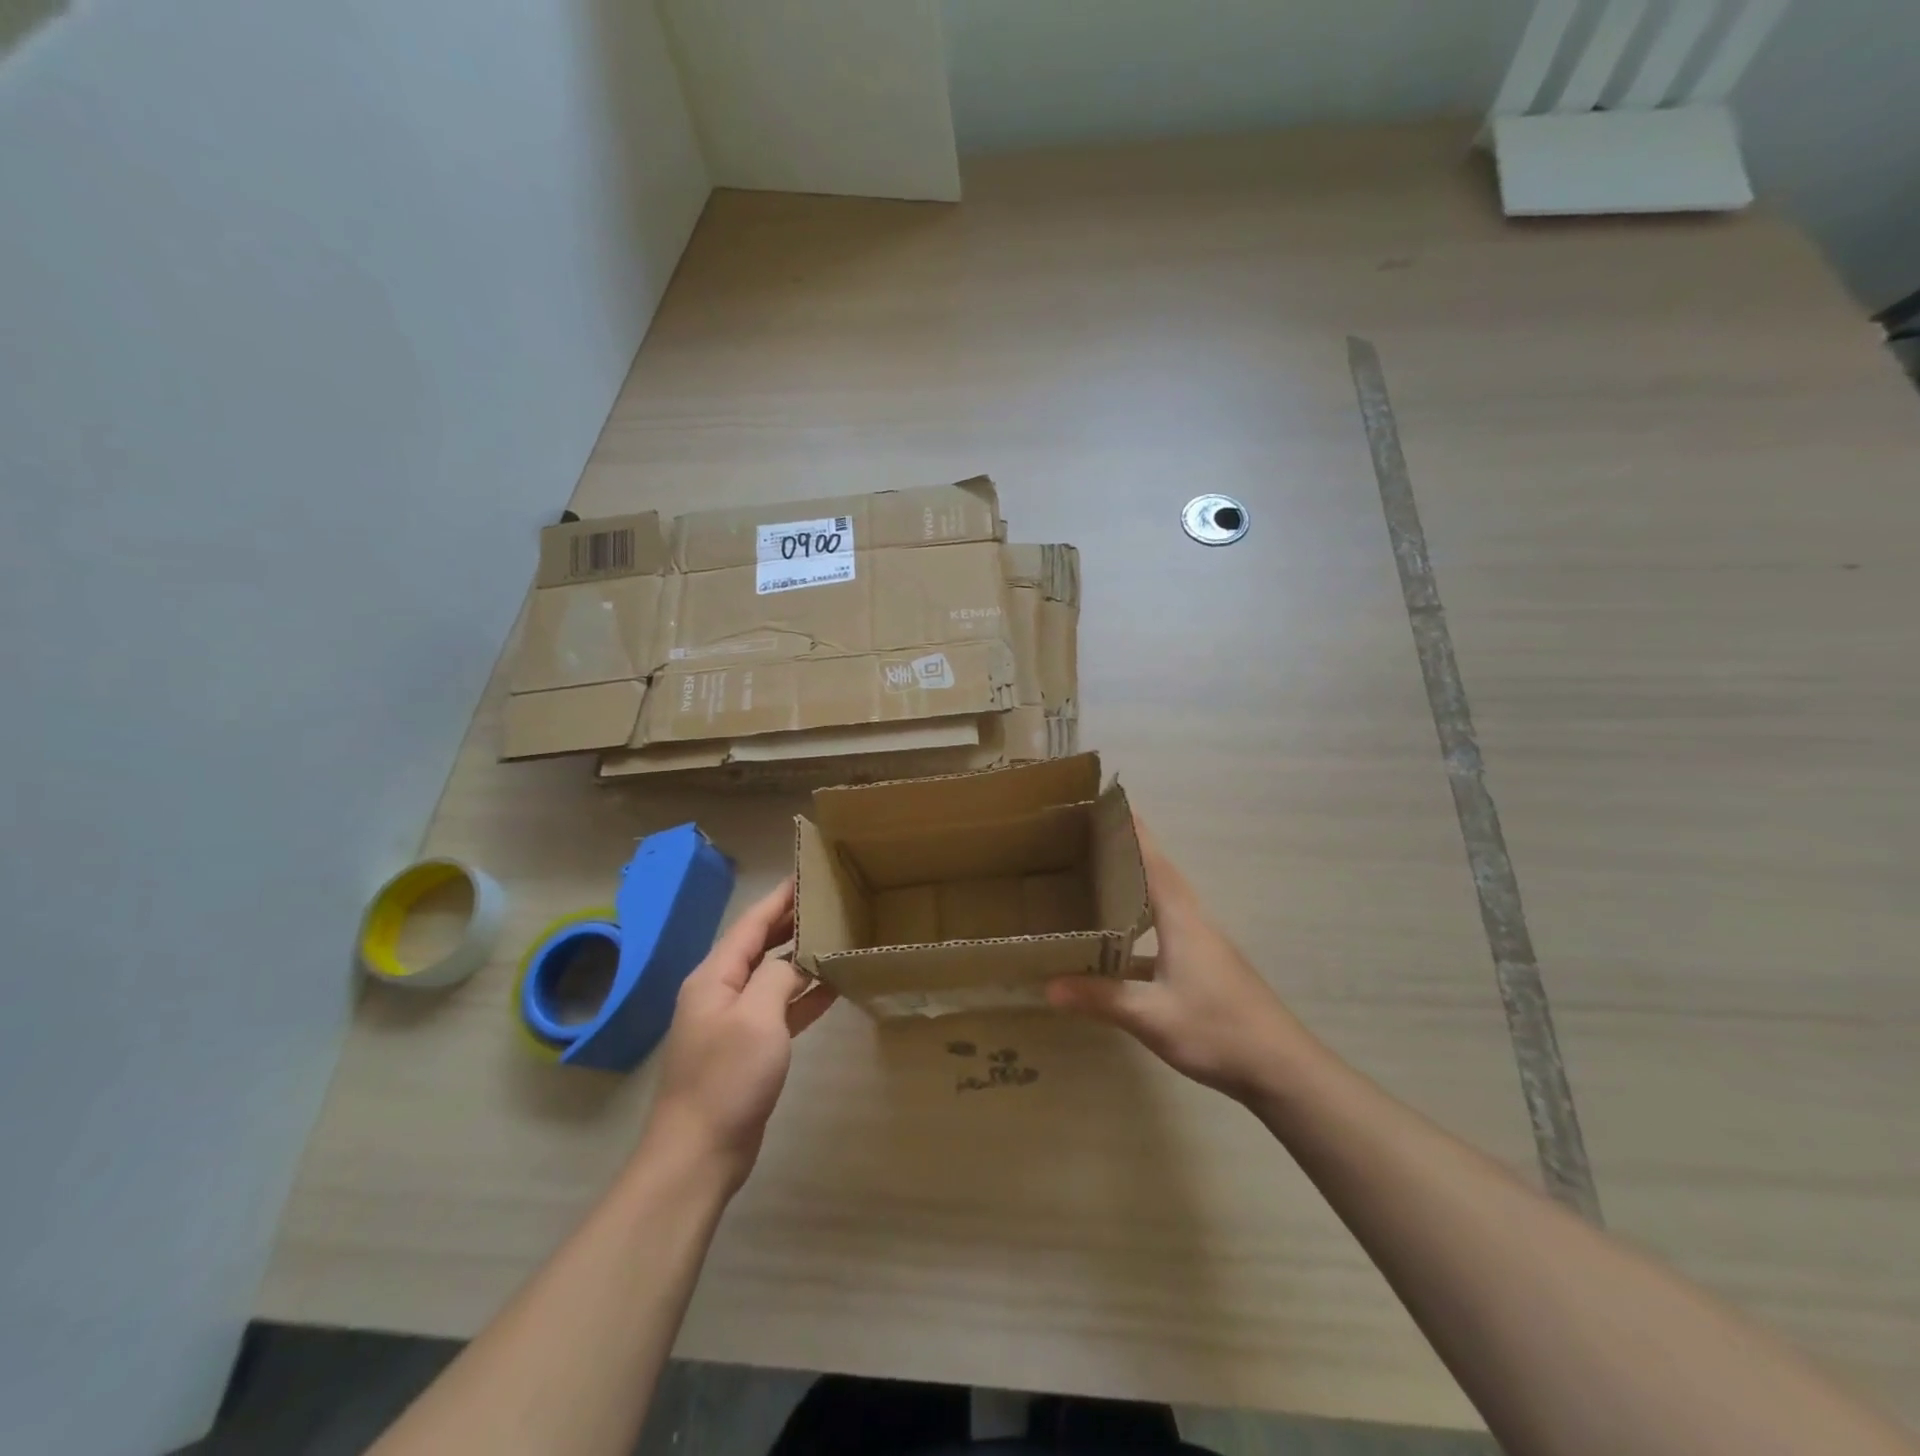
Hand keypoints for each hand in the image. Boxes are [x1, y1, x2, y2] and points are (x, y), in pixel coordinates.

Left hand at [644, 879, 836, 1189]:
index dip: (779, 898)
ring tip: (836, 936)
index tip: (807, 874)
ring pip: (771, 976)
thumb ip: (777, 976)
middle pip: (759, 945)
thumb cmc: (726, 1078)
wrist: (698, 1154)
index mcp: (714, 976)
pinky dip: (803, 995)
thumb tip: (794, 958)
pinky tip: (832, 987)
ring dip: (800, 957)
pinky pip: (779, 1009)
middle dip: (790, 922)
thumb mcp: (757, 1017)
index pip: (751, 924)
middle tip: (829, 901)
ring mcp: (733, 1021)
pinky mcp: (747, 1048)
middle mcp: (720, 991)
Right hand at [1047, 818, 1303, 1102]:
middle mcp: (1195, 922)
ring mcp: (1205, 945)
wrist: (1282, 1069)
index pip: (1153, 862)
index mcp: (1182, 919)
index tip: (1110, 802)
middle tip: (1090, 838)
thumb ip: (1100, 998)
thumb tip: (1047, 986)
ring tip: (1099, 880)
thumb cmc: (1217, 1030)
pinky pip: (1167, 929)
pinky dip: (1142, 924)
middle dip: (1128, 852)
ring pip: (1164, 903)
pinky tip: (1119, 946)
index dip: (1133, 832)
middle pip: (1159, 875)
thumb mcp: (1152, 1016)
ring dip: (1136, 886)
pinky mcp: (1208, 966)